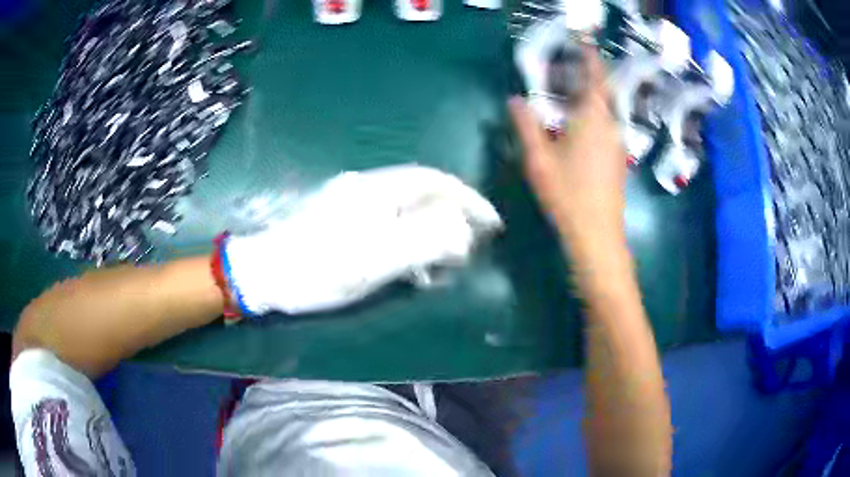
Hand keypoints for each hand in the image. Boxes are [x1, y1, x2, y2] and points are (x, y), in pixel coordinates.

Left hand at [222, 165, 501, 314]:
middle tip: (468, 248)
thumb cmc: (318, 269)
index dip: (467, 199)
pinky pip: (387, 222)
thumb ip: (423, 240)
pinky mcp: (341, 218)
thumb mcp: (375, 260)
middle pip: (422, 194)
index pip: (436, 182)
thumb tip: (461, 229)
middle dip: (451, 218)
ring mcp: (351, 201)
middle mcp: (366, 187)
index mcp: (377, 190)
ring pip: (405, 210)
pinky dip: (406, 240)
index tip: (491, 223)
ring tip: (440, 264)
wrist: (264, 274)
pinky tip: (407, 264)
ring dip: (429, 232)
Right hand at [509, 46, 626, 246]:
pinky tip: (580, 127)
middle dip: (591, 76)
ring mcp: (617, 143)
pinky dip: (595, 116)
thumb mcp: (538, 158)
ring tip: (571, 95)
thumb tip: (514, 100)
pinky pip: (608, 126)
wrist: (597, 233)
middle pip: (604, 92)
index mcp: (592, 117)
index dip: (590, 57)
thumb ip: (525, 124)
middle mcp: (611, 125)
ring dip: (592, 98)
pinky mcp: (618, 159)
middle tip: (570, 70)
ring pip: (607, 110)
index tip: (582, 43)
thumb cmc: (567, 192)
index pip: (595, 76)